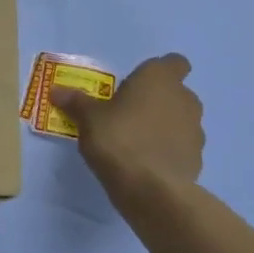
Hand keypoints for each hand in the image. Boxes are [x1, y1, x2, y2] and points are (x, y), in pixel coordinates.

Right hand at [50, 54, 204, 198]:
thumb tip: (56, 91)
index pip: (174, 63)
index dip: (158, 71)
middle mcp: (184, 98)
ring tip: (135, 141)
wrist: (151, 189)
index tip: (137, 84)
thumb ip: (76, 102)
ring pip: (180, 119)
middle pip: (175, 92)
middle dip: (156, 100)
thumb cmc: (118, 138)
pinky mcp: (197, 158)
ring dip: (163, 125)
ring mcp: (195, 130)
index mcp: (159, 79)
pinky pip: (180, 146)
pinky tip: (145, 163)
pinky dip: (167, 150)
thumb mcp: (88, 118)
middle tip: (127, 113)